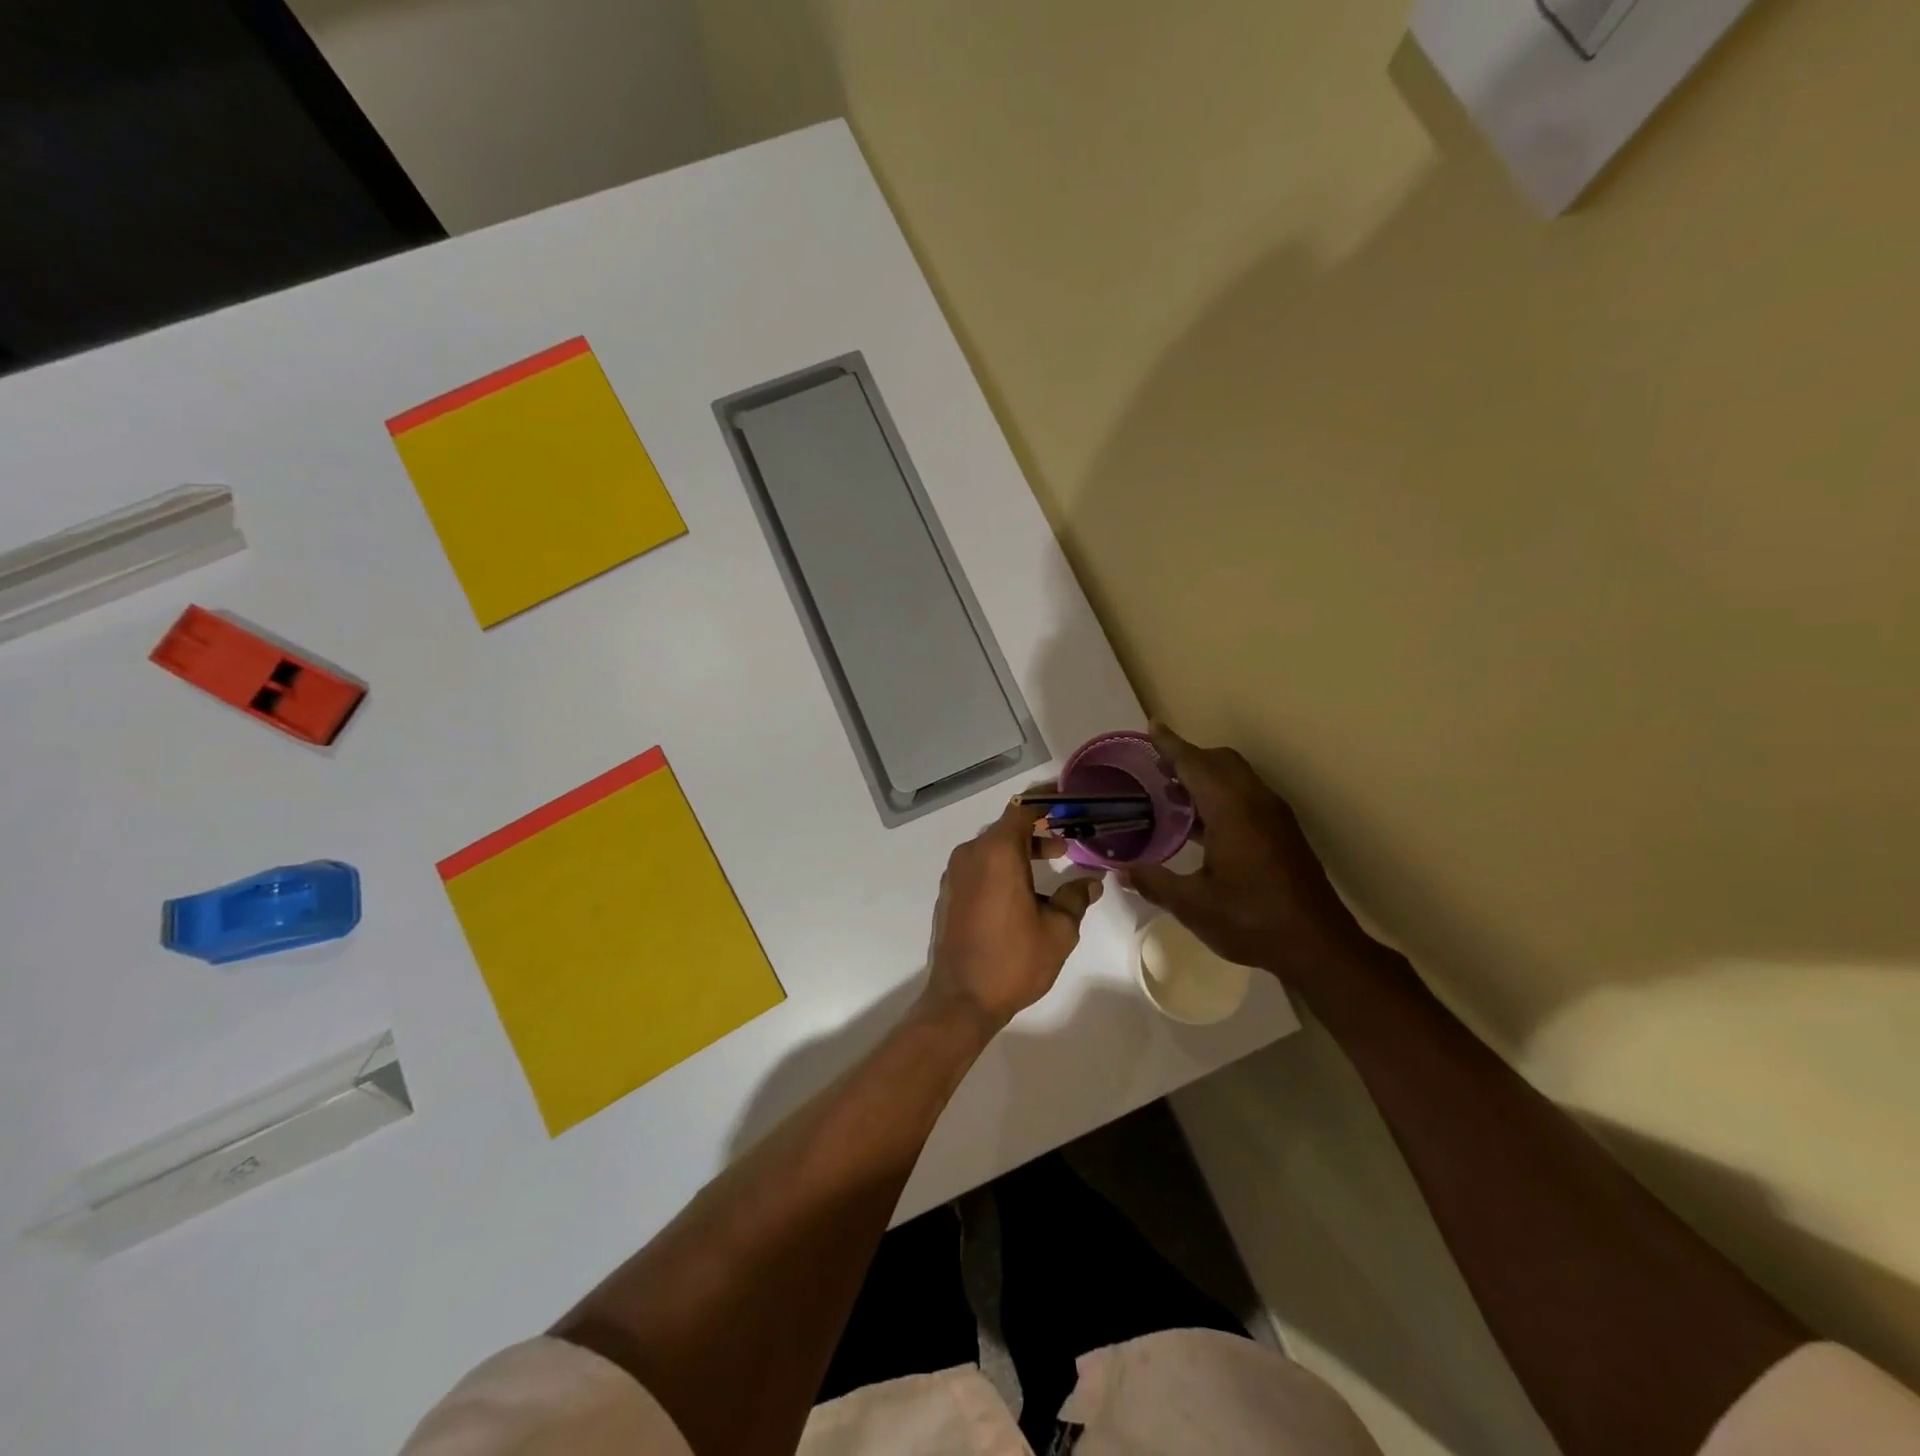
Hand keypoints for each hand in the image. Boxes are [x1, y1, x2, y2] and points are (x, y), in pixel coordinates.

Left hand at [923, 799, 1102, 1033]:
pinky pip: (979, 866)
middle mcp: (971, 854)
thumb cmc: (1014, 960)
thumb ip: (1075, 898)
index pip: (1022, 810)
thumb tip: (1090, 881)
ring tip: (1051, 864)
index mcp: (996, 853)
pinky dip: (1002, 866)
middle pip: (1007, 828)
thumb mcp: (1058, 930)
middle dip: (1038, 830)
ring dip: (1020, 851)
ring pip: (992, 848)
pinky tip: (1024, 889)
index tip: (1068, 800)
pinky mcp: (950, 894)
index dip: (1046, 801)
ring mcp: (955, 874)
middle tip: (1068, 841)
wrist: (962, 1000)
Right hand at [1123, 724, 1360, 972]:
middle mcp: (1256, 803)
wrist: (1318, 946)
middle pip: (1221, 761)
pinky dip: (1221, 791)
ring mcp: (1274, 815)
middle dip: (1189, 756)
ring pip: (1237, 776)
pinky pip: (1247, 793)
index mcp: (1232, 811)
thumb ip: (1154, 882)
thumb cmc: (1252, 922)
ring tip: (1173, 793)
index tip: (1152, 727)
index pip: (1196, 764)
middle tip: (1157, 768)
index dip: (1171, 746)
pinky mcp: (1283, 831)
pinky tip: (1203, 824)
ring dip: (1206, 774)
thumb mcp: (1194, 906)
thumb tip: (1121, 871)